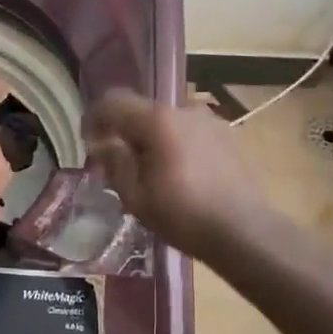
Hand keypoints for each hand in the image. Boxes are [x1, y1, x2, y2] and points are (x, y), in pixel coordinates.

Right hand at [83, 91, 268, 259]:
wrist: (245, 231)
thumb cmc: (184, 215)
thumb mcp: (136, 196)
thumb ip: (115, 163)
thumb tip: (103, 145)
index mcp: (158, 120)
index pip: (114, 102)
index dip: (94, 117)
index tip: (88, 141)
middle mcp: (185, 110)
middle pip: (143, 111)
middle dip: (125, 133)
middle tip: (118, 164)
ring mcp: (211, 121)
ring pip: (168, 123)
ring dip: (153, 140)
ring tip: (152, 172)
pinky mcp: (228, 136)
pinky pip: (190, 133)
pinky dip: (176, 145)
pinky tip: (181, 175)